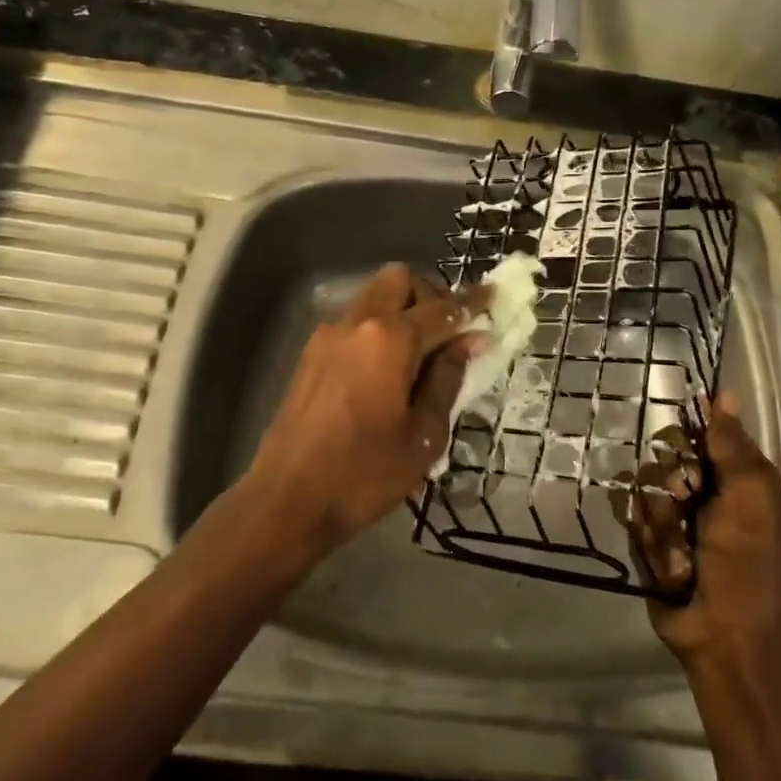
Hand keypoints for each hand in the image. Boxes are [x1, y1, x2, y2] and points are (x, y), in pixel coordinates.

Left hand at [240, 263, 482, 557]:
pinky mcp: (310, 355)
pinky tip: (386, 372)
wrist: (286, 500)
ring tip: (419, 356)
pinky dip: (377, 329)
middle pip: (399, 280)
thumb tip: (467, 342)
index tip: (495, 297)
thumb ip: (447, 379)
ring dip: (401, 310)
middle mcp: (357, 323)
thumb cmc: (364, 474)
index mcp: (390, 339)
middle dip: (430, 295)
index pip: (443, 308)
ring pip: (373, 297)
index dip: (473, 303)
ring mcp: (328, 336)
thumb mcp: (423, 435)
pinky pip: (353, 323)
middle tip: (448, 332)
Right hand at [632, 392, 780, 668]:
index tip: (684, 448)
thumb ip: (730, 444)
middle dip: (670, 482)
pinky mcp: (649, 542)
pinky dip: (652, 542)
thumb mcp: (748, 494)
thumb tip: (723, 393)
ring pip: (643, 489)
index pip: (695, 430)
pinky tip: (670, 564)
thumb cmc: (745, 558)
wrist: (724, 630)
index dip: (684, 436)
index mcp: (731, 474)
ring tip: (682, 551)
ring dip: (663, 521)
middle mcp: (700, 489)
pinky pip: (633, 521)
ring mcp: (672, 516)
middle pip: (661, 457)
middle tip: (686, 502)